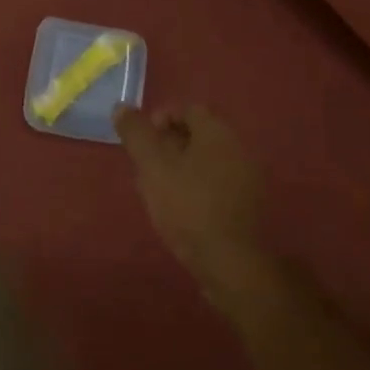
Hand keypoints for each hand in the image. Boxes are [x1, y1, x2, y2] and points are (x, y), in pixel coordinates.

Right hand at [115, 104, 275, 312]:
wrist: (231, 263)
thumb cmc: (188, 206)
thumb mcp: (152, 166)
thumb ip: (136, 134)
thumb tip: (121, 107)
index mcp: (216, 131)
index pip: (187, 109)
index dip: (160, 120)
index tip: (141, 142)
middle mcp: (237, 147)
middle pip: (197, 134)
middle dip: (168, 145)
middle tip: (145, 167)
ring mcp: (247, 177)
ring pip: (206, 160)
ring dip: (181, 167)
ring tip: (158, 190)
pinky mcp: (248, 205)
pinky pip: (217, 183)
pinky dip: (197, 187)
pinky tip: (181, 209)